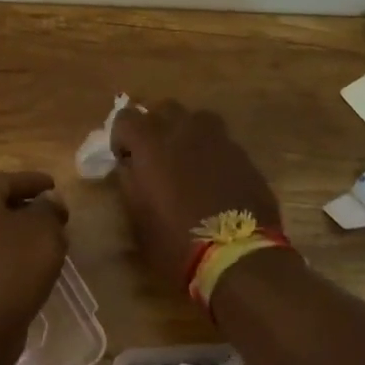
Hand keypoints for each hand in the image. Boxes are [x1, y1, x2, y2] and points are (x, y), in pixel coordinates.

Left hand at [0, 171, 69, 347]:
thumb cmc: (12, 268)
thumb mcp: (43, 231)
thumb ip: (49, 209)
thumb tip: (48, 201)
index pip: (8, 180)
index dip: (34, 181)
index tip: (55, 185)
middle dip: (27, 208)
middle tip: (53, 215)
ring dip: (19, 235)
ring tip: (47, 243)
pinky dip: (10, 256)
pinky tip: (30, 269)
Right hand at [111, 101, 283, 292]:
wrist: (236, 257)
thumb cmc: (175, 241)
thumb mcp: (137, 216)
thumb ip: (129, 181)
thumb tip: (130, 165)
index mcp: (151, 143)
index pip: (126, 117)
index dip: (121, 137)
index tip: (124, 158)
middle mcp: (184, 130)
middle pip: (164, 108)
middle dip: (155, 125)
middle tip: (154, 153)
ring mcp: (218, 140)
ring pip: (197, 119)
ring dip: (186, 131)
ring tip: (185, 158)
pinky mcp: (243, 156)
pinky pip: (221, 142)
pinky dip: (211, 152)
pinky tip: (212, 177)